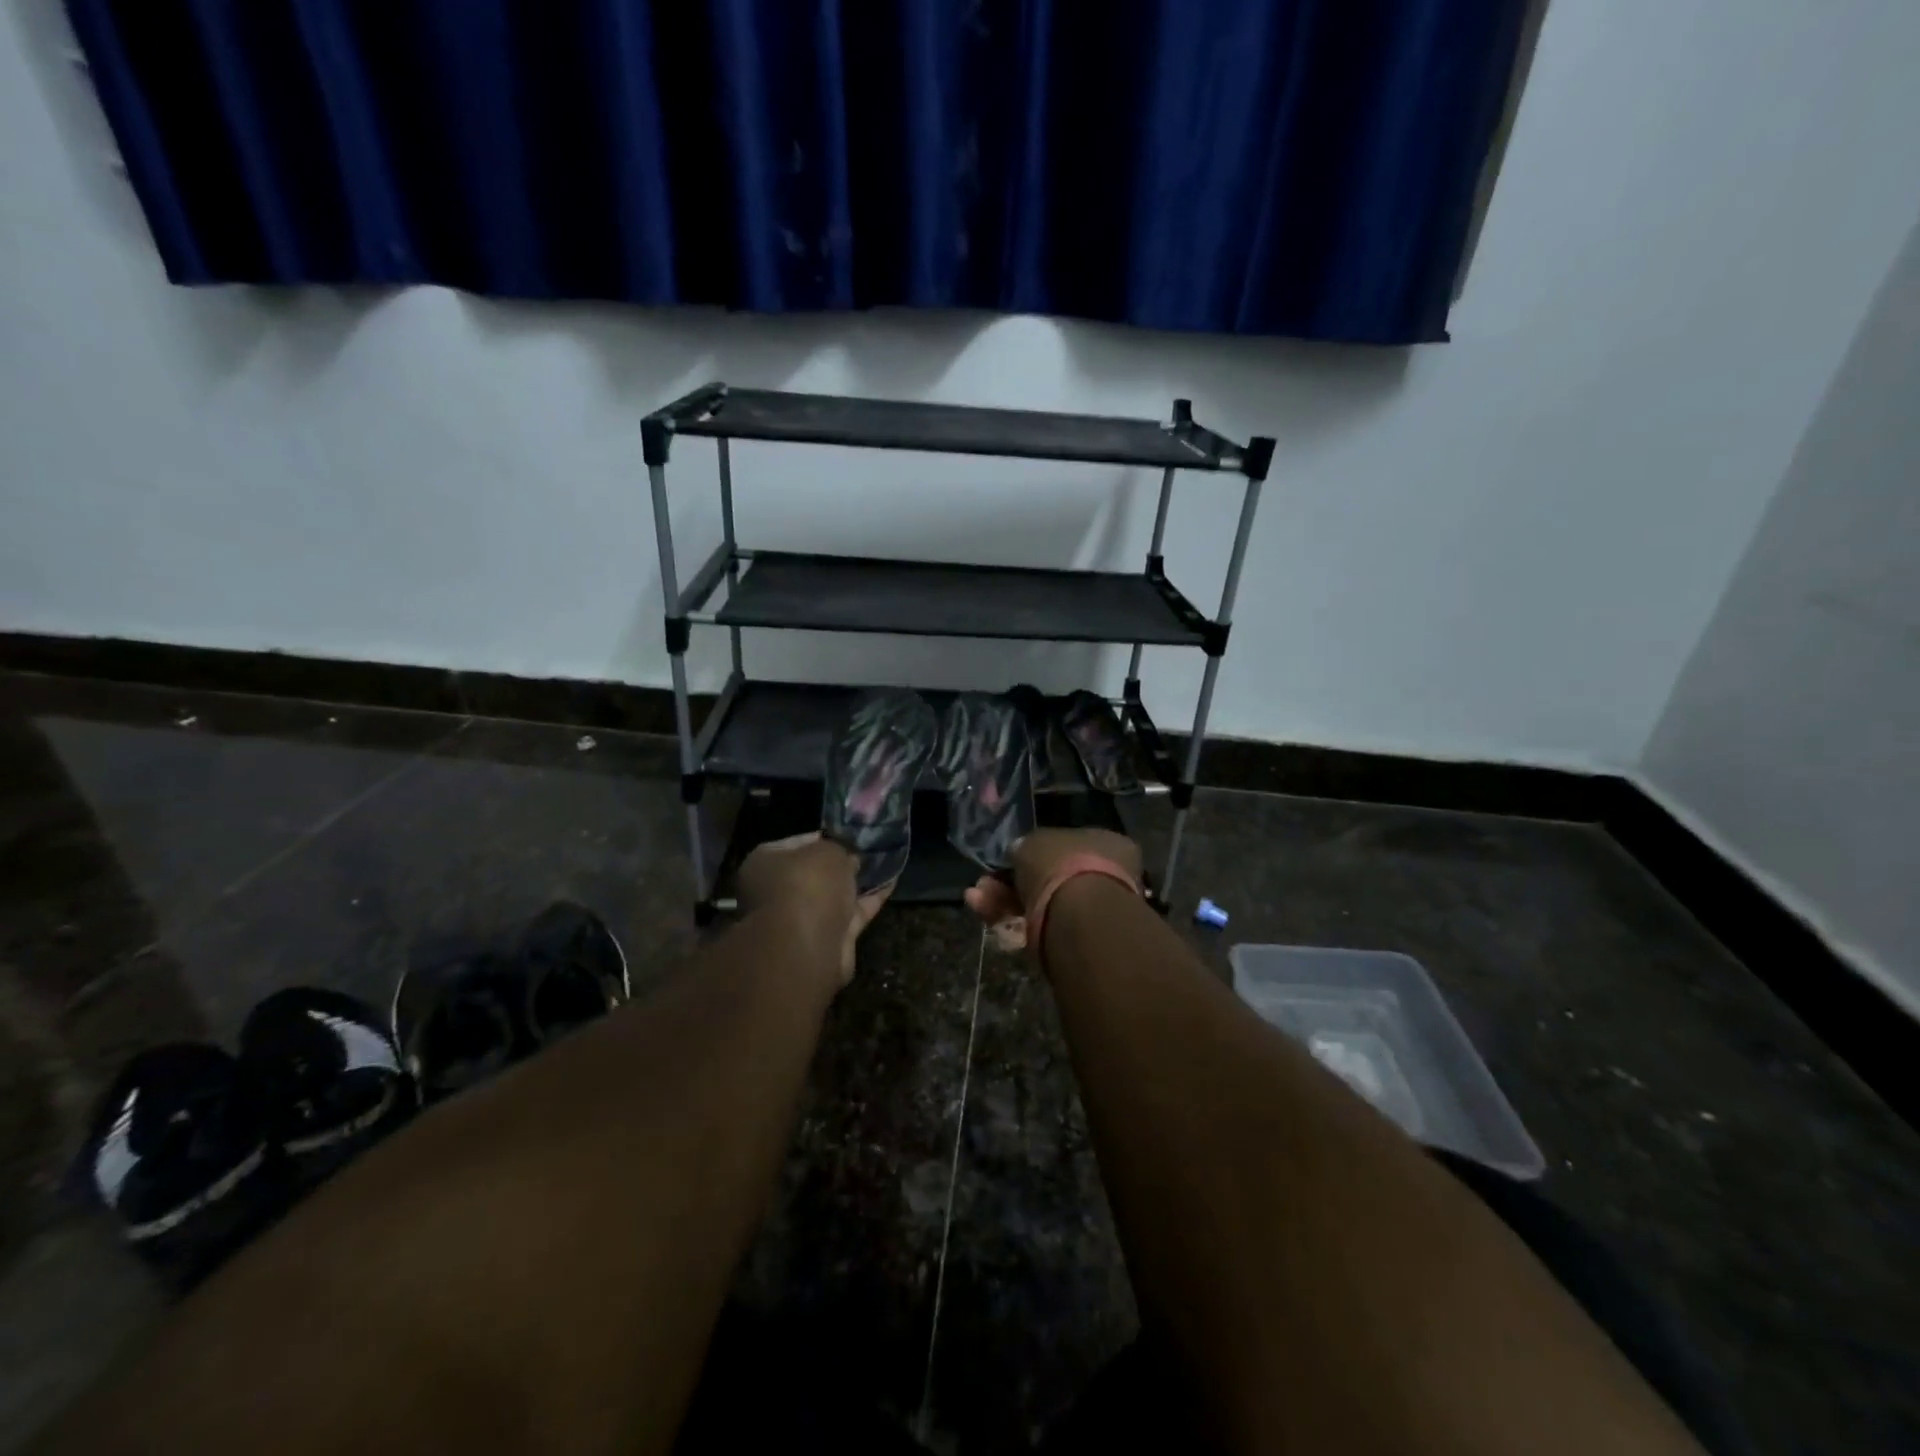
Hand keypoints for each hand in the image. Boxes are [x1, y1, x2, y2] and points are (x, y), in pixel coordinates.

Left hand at [737, 833, 890, 985]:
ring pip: (833, 896)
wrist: (808, 945)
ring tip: (885, 864)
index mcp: (764, 864)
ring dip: (856, 884)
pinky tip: (890, 884)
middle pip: (814, 872)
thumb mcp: (827, 850)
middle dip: (841, 864)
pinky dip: (869, 901)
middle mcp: (777, 892)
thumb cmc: (807, 885)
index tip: (848, 835)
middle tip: (867, 851)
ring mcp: (801, 919)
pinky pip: (851, 914)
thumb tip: (848, 859)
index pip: (796, 843)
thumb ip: (839, 849)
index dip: (824, 837)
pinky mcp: (826, 939)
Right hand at [963, 827, 1141, 953]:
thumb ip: (1026, 846)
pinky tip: (988, 917)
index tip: (1008, 858)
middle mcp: (1106, 874)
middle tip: (983, 884)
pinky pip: (1042, 926)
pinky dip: (1015, 922)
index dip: (1032, 851)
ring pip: (1042, 902)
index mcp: (1104, 842)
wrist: (1080, 918)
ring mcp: (1094, 910)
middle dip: (1012, 881)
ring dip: (1005, 900)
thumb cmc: (1060, 866)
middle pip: (1050, 876)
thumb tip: (1021, 852)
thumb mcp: (1033, 841)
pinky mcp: (1080, 941)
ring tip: (975, 898)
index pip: (1064, 844)